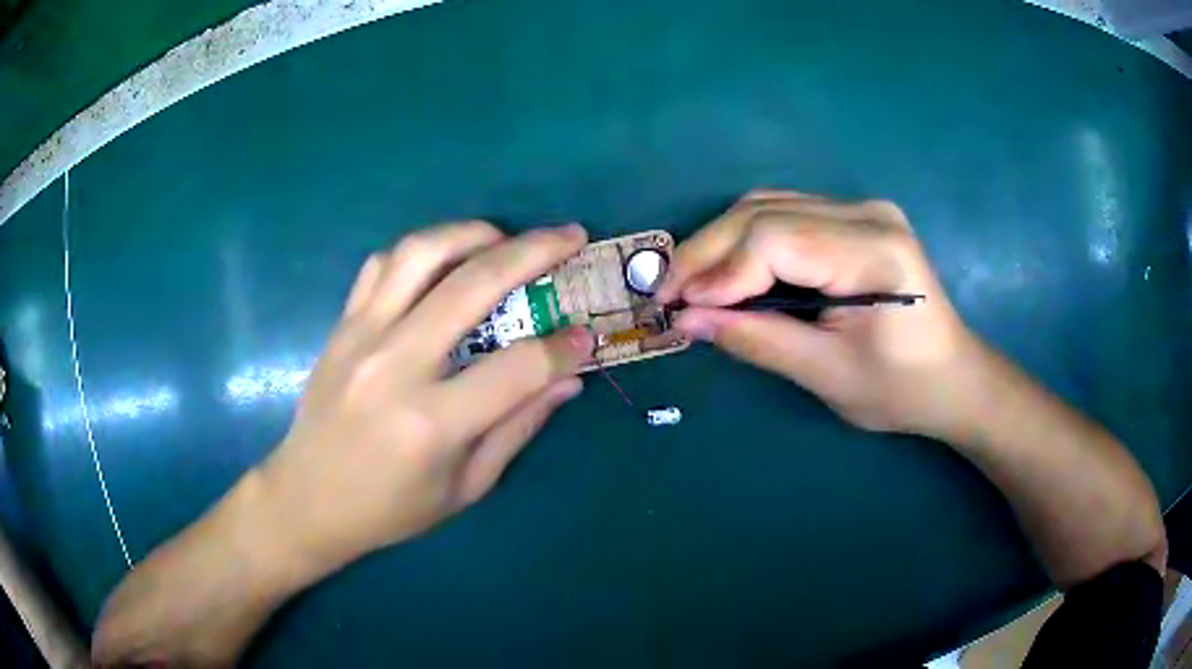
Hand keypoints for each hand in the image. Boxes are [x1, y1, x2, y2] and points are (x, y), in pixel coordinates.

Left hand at [260, 221, 594, 569]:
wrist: (308, 499)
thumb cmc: (390, 508)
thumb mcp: (465, 487)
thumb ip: (518, 427)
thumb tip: (568, 379)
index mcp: (433, 422)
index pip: (518, 367)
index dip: (564, 348)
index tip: (587, 335)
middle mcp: (396, 365)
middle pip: (473, 285)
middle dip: (534, 252)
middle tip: (570, 236)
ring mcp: (361, 337)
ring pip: (421, 254)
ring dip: (472, 232)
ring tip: (505, 236)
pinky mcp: (342, 326)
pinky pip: (381, 265)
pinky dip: (420, 250)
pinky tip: (444, 259)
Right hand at [660, 190, 978, 437]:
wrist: (952, 377)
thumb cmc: (901, 389)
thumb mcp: (827, 375)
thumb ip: (757, 340)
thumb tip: (688, 320)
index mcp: (874, 252)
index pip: (776, 239)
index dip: (719, 270)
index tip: (677, 308)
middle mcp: (867, 214)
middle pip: (764, 212)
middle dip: (707, 252)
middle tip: (667, 293)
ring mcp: (862, 209)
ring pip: (767, 207)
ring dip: (720, 243)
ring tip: (690, 285)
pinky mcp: (854, 218)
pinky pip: (784, 216)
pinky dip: (746, 242)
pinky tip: (728, 272)